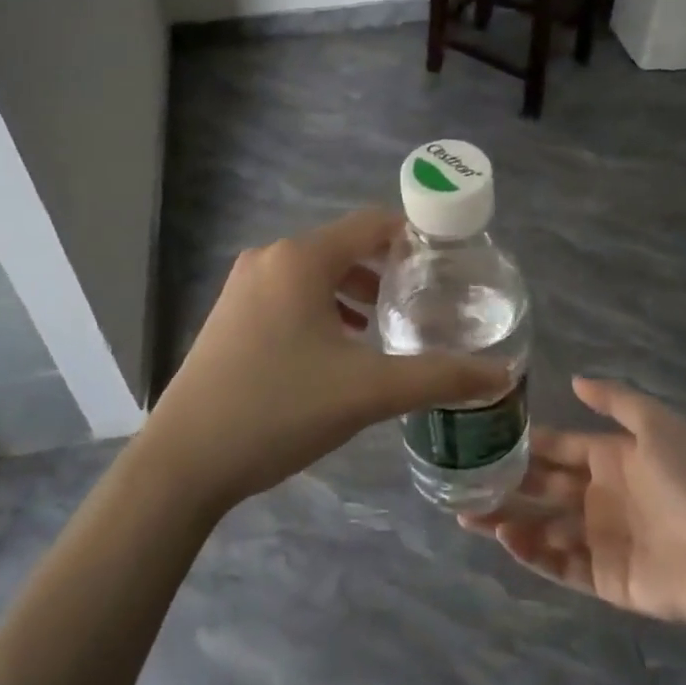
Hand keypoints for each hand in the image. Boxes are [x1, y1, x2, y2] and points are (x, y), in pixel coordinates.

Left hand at [145, 209, 509, 510]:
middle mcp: (270, 258)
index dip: (415, 237)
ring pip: (316, 272)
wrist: (184, 460)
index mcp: (301, 259)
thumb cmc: (279, 410)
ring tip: (386, 324)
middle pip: (345, 246)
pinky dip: (323, 306)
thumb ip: (438, 378)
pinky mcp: (230, 314)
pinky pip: (290, 293)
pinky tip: (339, 345)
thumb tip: (501, 376)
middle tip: (425, 301)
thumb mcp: (367, 392)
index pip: (372, 224)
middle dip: (387, 269)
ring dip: (355, 290)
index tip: (450, 264)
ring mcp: (243, 285)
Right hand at [462, 378, 685, 631]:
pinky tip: (507, 539)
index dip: (525, 444)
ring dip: (508, 521)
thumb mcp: (659, 426)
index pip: (558, 448)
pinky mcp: (606, 579)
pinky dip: (533, 555)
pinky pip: (561, 565)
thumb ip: (616, 401)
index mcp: (612, 459)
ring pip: (544, 528)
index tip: (485, 438)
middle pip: (543, 489)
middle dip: (506, 484)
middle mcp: (600, 497)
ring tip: (468, 516)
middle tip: (463, 481)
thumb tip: (575, 380)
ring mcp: (602, 539)